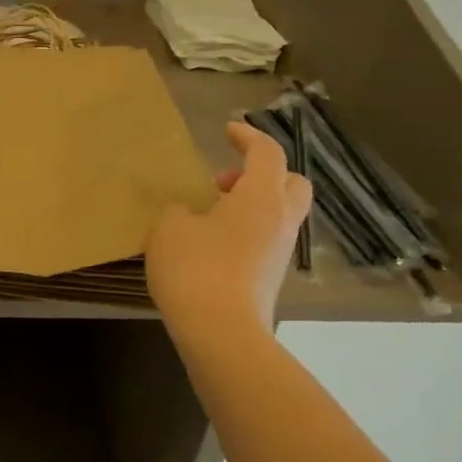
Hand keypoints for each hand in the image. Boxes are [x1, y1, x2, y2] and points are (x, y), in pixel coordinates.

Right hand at [146, 121, 312, 332]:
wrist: (220, 332)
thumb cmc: (195, 267)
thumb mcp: (169, 228)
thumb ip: (180, 211)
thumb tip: (190, 215)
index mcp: (261, 196)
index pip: (266, 153)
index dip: (248, 136)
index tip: (227, 130)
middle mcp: (281, 220)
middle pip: (291, 183)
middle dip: (262, 174)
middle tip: (224, 183)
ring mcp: (280, 253)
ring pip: (279, 215)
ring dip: (252, 206)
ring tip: (209, 216)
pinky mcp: (270, 279)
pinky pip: (265, 242)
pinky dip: (245, 233)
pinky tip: (211, 246)